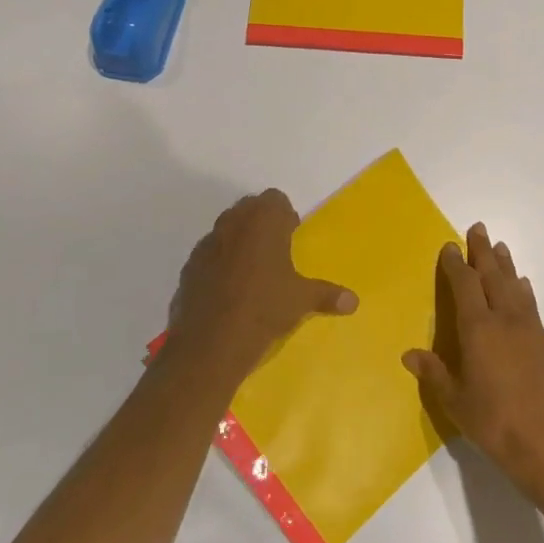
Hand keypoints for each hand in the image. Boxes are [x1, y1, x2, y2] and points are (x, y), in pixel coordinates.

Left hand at [167, 190, 355, 382]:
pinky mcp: (189, 266)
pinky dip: (219, 263)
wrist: (211, 343)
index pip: (275, 199)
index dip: (284, 216)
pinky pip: (209, 254)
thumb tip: (354, 302)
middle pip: (249, 208)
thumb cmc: (264, 309)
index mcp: (264, 221)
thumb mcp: (301, 300)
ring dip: (238, 241)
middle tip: (275, 253)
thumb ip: (327, 295)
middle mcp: (233, 223)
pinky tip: (227, 290)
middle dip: (261, 224)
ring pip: (226, 229)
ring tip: (251, 272)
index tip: (291, 237)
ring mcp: (207, 243)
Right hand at [404, 224, 543, 504]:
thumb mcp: (455, 401)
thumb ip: (434, 373)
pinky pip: (530, 304)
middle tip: (478, 228)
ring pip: (514, 286)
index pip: (465, 286)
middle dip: (483, 251)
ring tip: (500, 247)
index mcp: (478, 330)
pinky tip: (522, 285)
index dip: (457, 265)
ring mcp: (528, 329)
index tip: (450, 246)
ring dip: (505, 264)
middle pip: (493, 276)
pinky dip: (523, 289)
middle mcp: (504, 320)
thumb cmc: (493, 422)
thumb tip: (409, 354)